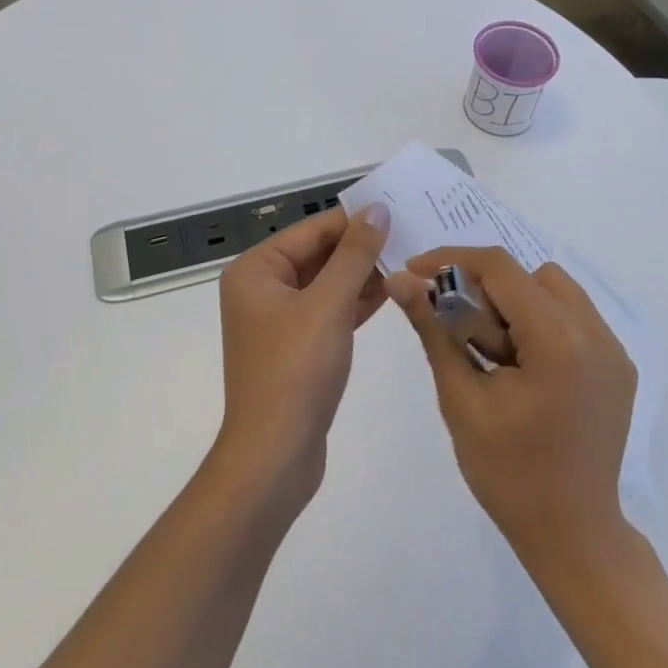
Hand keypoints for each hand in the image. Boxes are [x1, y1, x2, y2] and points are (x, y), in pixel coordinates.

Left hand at [212, 203, 390, 512]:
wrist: (274, 457)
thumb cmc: (296, 370)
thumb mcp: (329, 304)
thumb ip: (355, 254)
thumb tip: (377, 209)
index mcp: (256, 270)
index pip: (312, 230)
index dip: (355, 219)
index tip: (399, 210)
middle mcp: (262, 289)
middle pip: (319, 254)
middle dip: (362, 248)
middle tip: (411, 234)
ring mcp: (279, 320)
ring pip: (327, 283)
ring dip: (364, 274)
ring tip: (410, 260)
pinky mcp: (297, 347)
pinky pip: (330, 311)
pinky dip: (357, 302)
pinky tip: (393, 292)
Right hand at [388, 247, 636, 571]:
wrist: (573, 536)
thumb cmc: (508, 475)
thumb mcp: (461, 400)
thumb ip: (433, 330)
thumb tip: (400, 280)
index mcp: (559, 342)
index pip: (501, 269)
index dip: (453, 260)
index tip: (417, 272)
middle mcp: (596, 333)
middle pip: (530, 275)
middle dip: (486, 289)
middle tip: (459, 328)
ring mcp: (614, 348)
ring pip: (555, 289)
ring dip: (516, 303)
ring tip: (494, 351)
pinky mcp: (619, 365)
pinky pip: (575, 316)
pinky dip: (542, 322)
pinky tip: (523, 364)